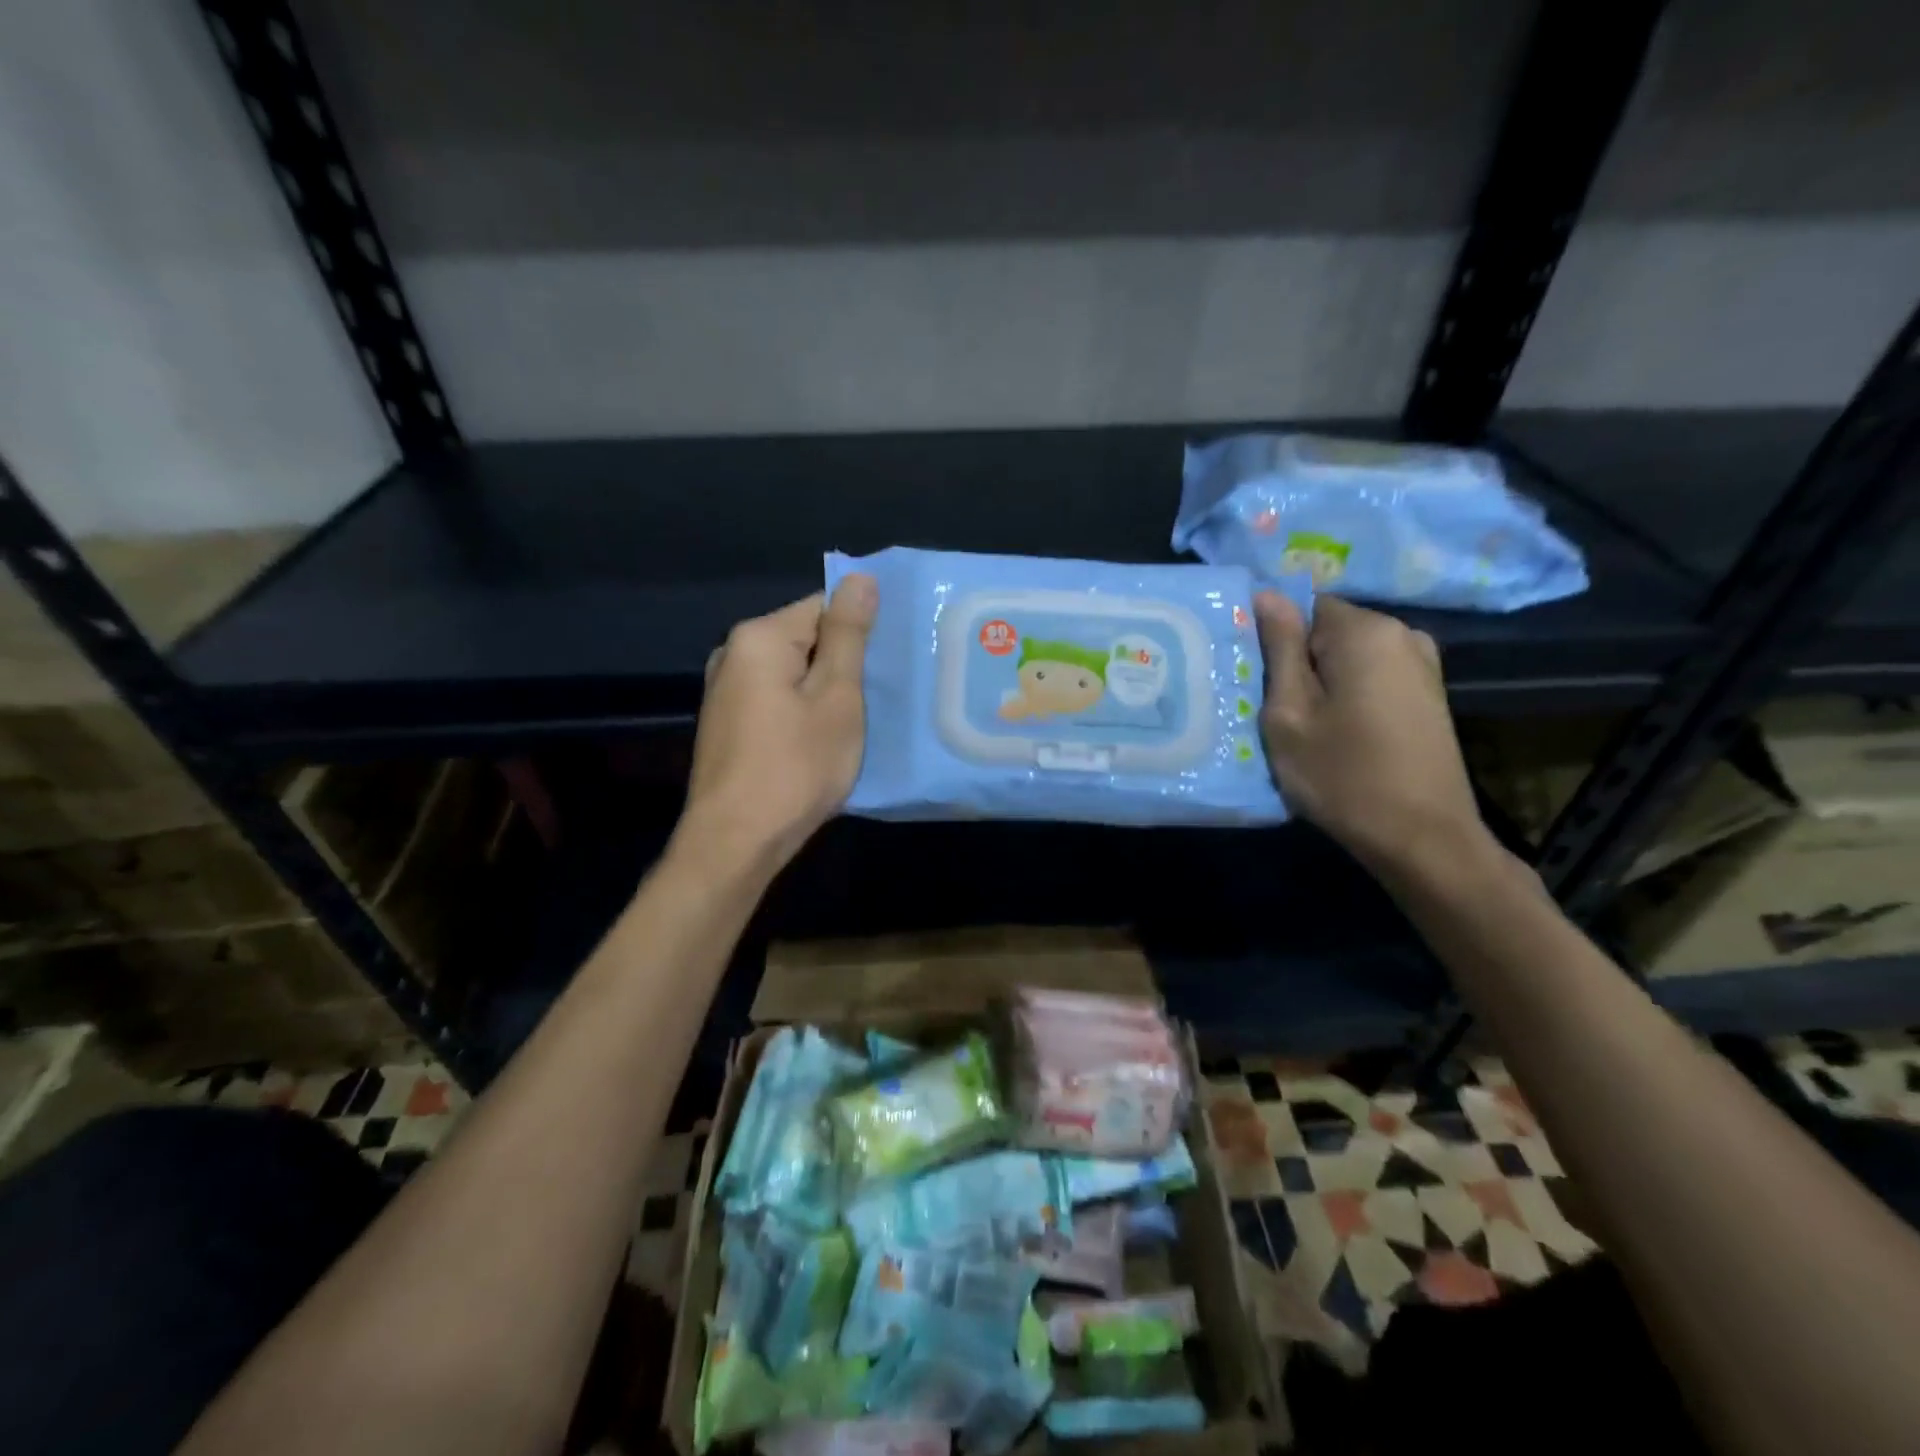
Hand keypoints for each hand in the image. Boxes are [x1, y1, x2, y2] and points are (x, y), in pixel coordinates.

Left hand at [678, 575, 877, 872]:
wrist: (736, 841)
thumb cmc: (796, 766)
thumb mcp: (837, 698)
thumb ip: (849, 636)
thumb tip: (860, 577)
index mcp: (759, 637)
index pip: (824, 606)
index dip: (862, 631)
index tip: (889, 664)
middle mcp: (733, 653)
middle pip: (806, 638)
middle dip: (843, 662)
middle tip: (882, 695)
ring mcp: (724, 690)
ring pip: (792, 672)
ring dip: (825, 690)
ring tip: (859, 718)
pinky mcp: (727, 722)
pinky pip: (776, 698)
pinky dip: (802, 710)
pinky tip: (821, 739)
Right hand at [1254, 592, 1489, 878]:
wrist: (1422, 838)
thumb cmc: (1342, 775)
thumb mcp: (1289, 713)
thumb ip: (1278, 648)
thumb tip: (1266, 595)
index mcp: (1365, 631)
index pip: (1302, 606)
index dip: (1273, 640)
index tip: (1258, 680)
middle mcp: (1402, 633)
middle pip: (1327, 630)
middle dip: (1298, 661)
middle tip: (1275, 710)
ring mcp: (1422, 664)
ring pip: (1348, 656)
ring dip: (1322, 682)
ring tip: (1305, 726)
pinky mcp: (1428, 693)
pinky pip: (1371, 676)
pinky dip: (1348, 695)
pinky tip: (1338, 734)